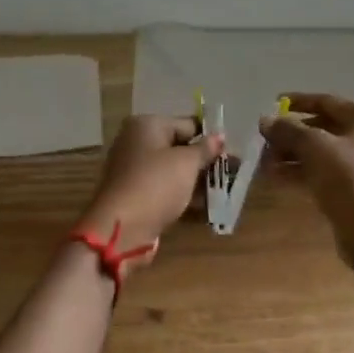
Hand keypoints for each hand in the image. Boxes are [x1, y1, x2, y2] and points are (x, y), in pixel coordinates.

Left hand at [79, 115, 223, 253]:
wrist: (121, 228)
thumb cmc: (156, 184)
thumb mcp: (186, 163)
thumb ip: (205, 149)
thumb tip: (219, 137)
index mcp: (146, 126)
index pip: (187, 124)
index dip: (210, 138)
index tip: (232, 152)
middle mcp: (136, 143)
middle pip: (178, 147)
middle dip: (204, 160)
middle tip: (232, 171)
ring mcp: (134, 170)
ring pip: (173, 170)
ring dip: (197, 180)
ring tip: (224, 190)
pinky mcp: (136, 195)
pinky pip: (165, 189)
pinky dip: (183, 194)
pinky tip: (206, 206)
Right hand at [260, 93, 353, 266]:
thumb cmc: (349, 178)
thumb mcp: (314, 147)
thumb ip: (288, 130)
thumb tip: (264, 120)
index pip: (327, 102)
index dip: (297, 102)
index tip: (271, 104)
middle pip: (323, 128)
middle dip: (291, 134)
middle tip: (263, 140)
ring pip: (321, 152)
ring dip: (292, 155)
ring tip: (263, 161)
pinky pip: (324, 172)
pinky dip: (301, 172)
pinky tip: (275, 176)